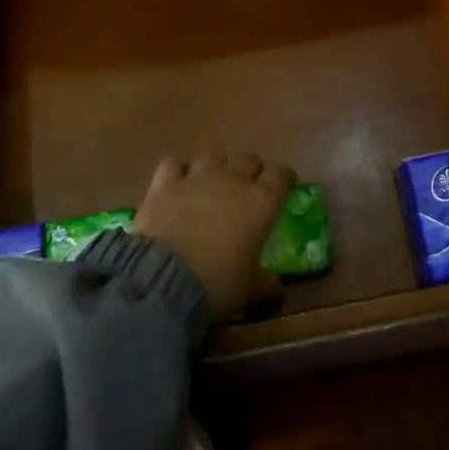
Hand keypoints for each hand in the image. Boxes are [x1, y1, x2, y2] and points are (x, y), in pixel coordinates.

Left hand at [135, 153, 291, 319]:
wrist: (164, 279)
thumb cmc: (218, 283)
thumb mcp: (250, 291)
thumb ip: (268, 285)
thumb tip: (278, 291)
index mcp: (261, 202)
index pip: (281, 175)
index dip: (284, 179)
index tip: (284, 188)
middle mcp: (232, 180)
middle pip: (248, 159)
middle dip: (251, 171)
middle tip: (248, 190)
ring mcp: (197, 177)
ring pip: (213, 158)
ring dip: (216, 169)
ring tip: (211, 187)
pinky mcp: (165, 183)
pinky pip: (174, 164)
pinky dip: (178, 171)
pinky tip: (177, 184)